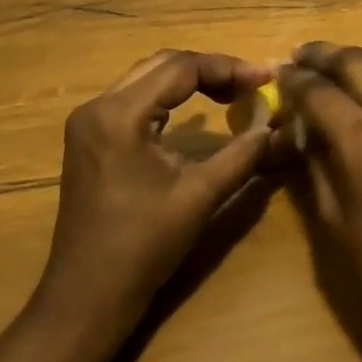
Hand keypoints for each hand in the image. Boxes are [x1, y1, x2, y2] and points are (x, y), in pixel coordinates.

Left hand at [34, 51, 273, 338]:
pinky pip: (133, 99)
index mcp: (120, 114)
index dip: (228, 68)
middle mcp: (98, 106)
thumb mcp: (200, 196)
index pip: (181, 68)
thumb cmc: (143, 247)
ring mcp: (88, 122)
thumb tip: (274, 127)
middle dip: (210, 69)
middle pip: (162, 64)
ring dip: (188, 80)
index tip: (265, 78)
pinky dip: (167, 97)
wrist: (87, 297)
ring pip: (146, 78)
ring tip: (231, 93)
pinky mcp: (89, 138)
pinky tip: (193, 113)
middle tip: (250, 85)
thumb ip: (241, 155)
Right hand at [276, 44, 361, 361]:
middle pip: (358, 59)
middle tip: (302, 57)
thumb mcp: (335, 219)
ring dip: (361, 56)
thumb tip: (303, 128)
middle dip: (325, 54)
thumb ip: (317, 163)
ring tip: (339, 65)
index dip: (294, 79)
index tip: (279, 73)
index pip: (320, 90)